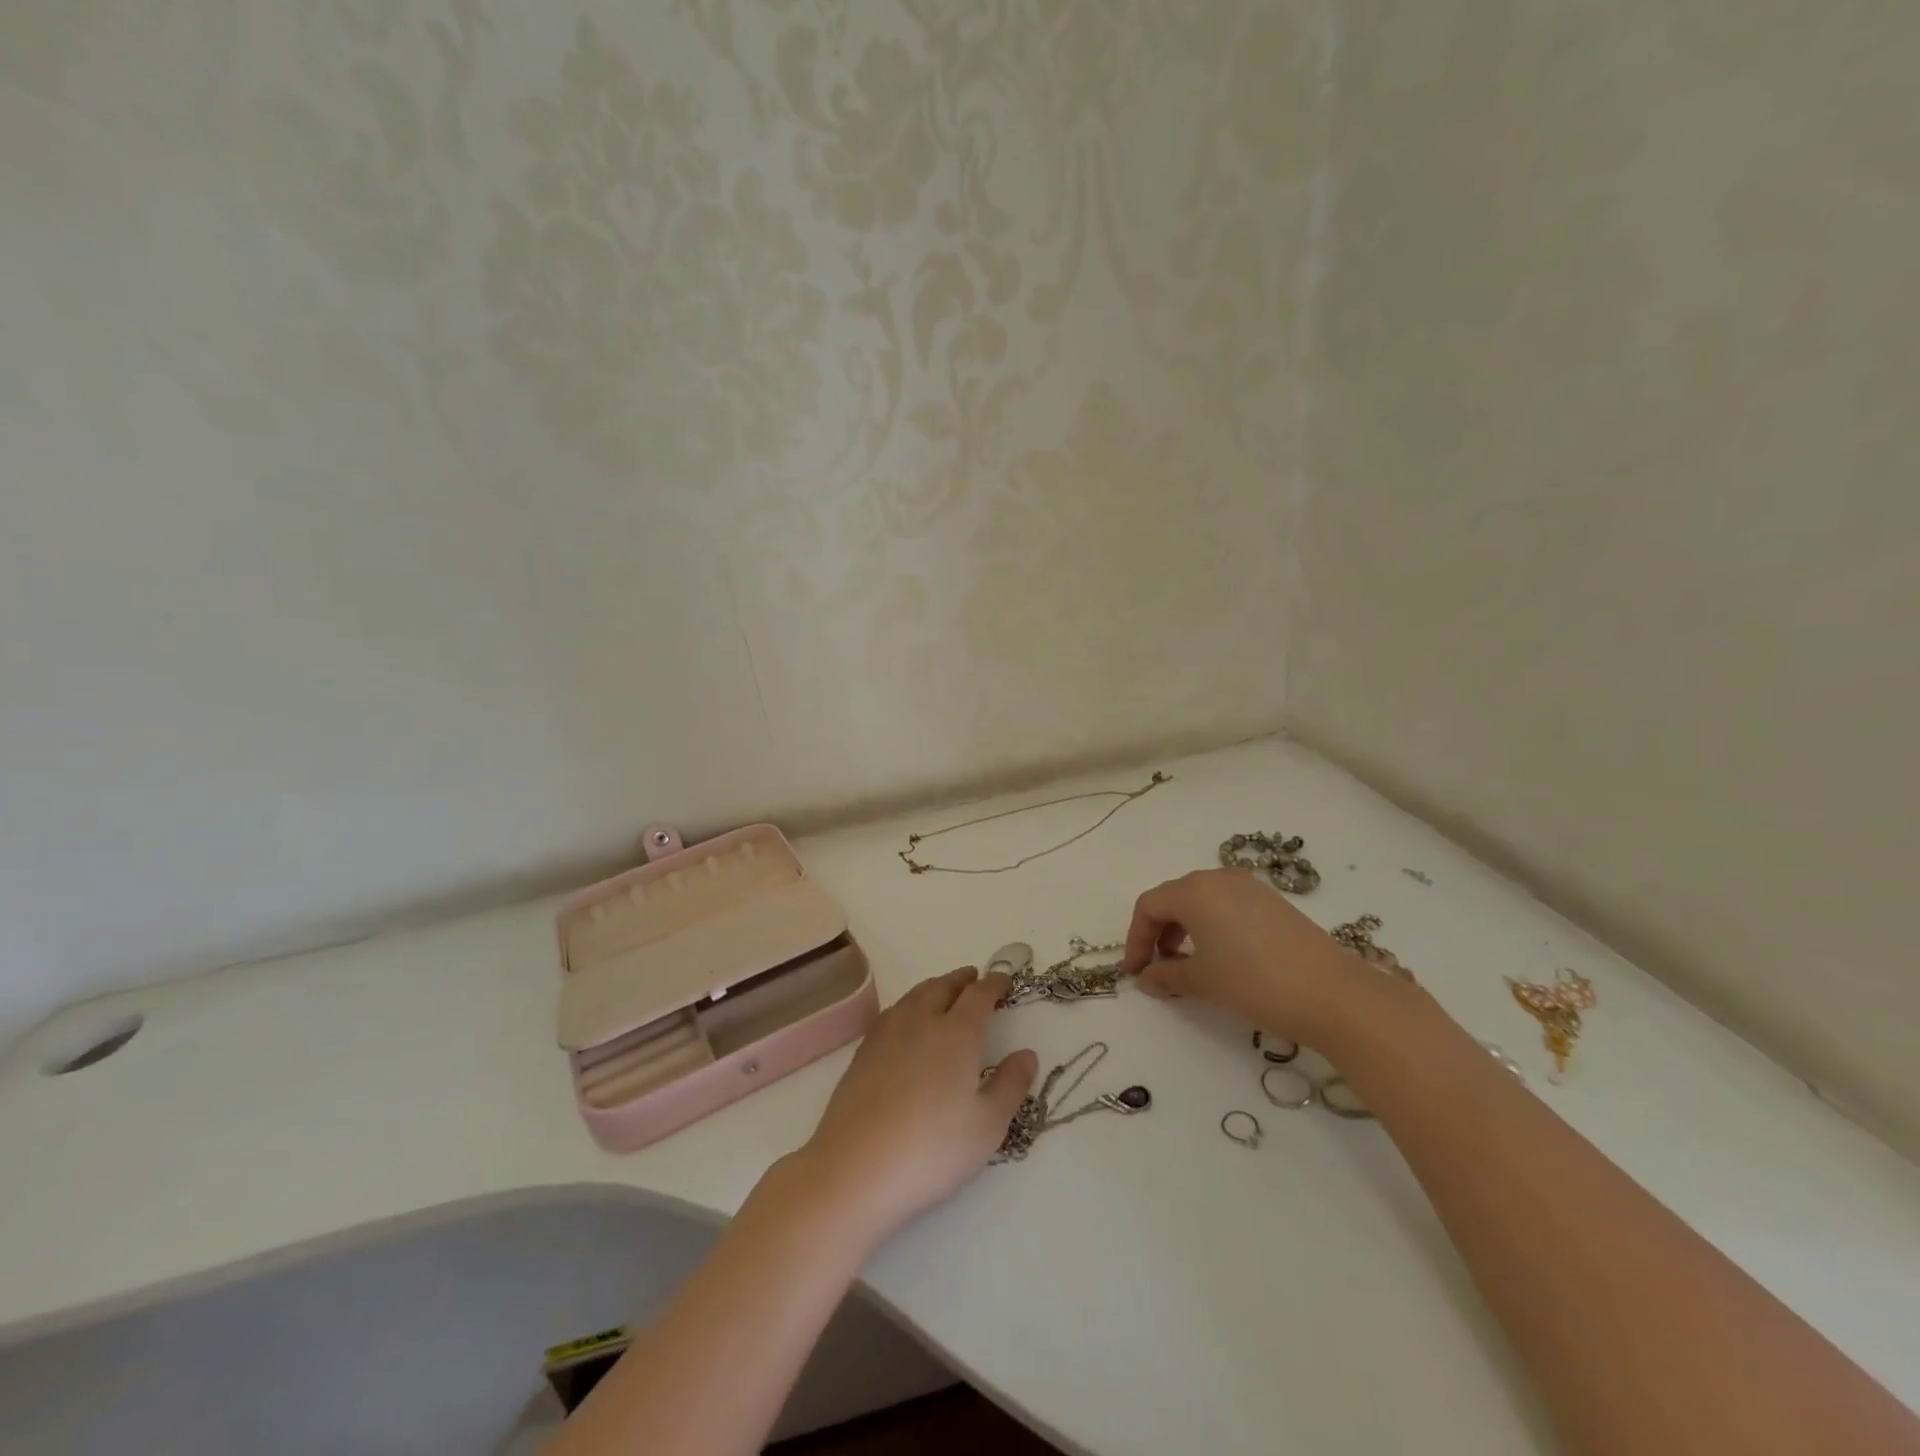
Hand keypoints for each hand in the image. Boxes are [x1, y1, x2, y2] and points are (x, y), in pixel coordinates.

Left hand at [796, 967, 1037, 1243]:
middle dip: (962, 979)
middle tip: (974, 978)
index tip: (1004, 979)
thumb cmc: (932, 1150)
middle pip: (943, 986)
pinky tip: (907, 1020)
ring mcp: (887, 1034)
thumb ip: (1011, 1085)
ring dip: (935, 986)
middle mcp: (921, 1022)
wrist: (856, 1169)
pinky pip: (893, 1012)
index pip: (979, 995)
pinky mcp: (863, 1052)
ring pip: (915, 995)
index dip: (994, 984)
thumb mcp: (988, 1126)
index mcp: (957, 1034)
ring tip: (944, 991)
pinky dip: (909, 1004)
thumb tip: (1027, 1054)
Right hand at [1118, 869, 1376, 1043]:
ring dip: (1184, 930)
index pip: (1149, 906)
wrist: (1333, 994)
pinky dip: (1211, 927)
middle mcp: (1218, 878)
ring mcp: (1249, 887)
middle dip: (1158, 933)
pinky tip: (1221, 957)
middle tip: (1157, 968)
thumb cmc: (1254, 982)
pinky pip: (1227, 906)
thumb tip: (1147, 978)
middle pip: (1173, 898)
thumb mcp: (1203, 981)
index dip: (1135, 939)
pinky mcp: (1272, 901)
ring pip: (1201, 901)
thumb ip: (1167, 976)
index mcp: (1194, 890)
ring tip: (1187, 965)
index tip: (1136, 972)